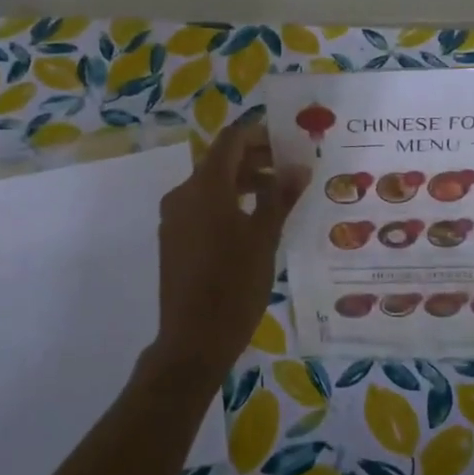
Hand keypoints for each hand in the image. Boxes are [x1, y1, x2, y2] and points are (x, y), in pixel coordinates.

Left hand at [142, 120, 308, 388]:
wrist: (193, 340)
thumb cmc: (234, 285)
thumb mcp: (265, 237)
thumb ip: (280, 196)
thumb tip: (299, 166)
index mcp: (204, 187)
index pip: (231, 141)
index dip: (260, 134)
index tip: (289, 141)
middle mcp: (183, 194)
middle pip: (220, 162)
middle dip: (256, 159)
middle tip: (291, 168)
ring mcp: (174, 218)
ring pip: (212, 186)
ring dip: (244, 182)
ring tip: (279, 195)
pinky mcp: (174, 240)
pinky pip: (203, 207)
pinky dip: (228, 203)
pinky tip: (255, 222)